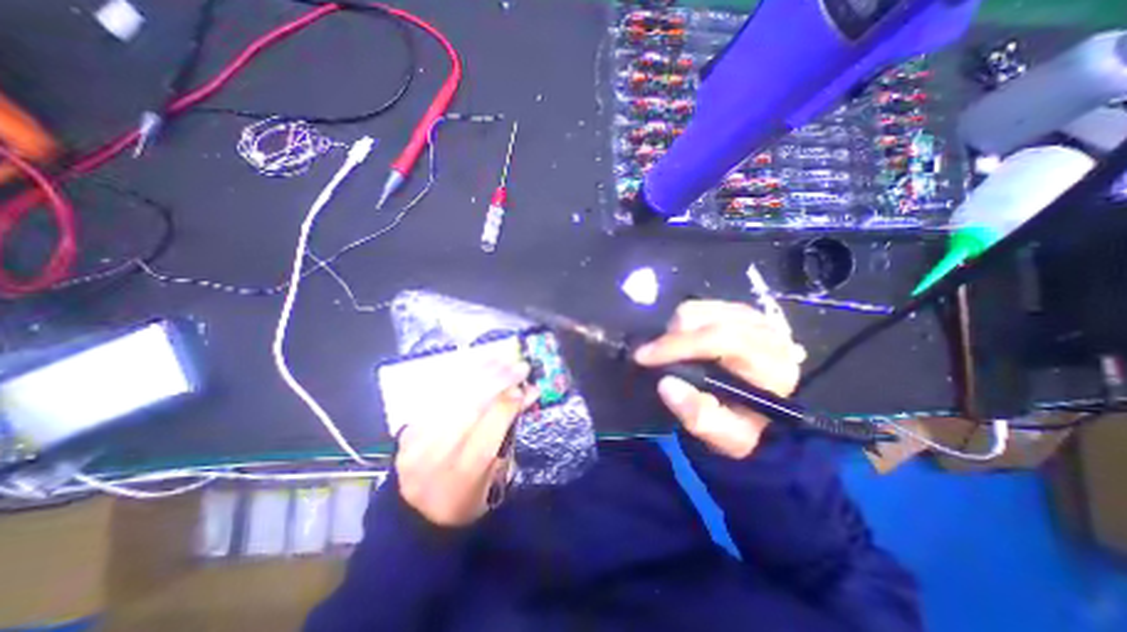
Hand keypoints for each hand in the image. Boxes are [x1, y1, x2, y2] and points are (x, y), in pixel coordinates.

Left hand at [396, 360, 536, 528]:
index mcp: (462, 477)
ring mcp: (416, 443)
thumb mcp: (495, 478)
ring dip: (479, 373)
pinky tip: (475, 366)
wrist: (415, 517)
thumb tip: (526, 395)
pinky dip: (459, 379)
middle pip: (469, 409)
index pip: (488, 432)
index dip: (508, 405)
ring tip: (500, 359)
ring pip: (452, 398)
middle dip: (497, 381)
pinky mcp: (407, 432)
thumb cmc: (466, 502)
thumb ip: (509, 435)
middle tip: (518, 365)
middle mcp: (436, 458)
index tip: (526, 387)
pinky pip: (436, 397)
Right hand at [633, 301, 810, 459]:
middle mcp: (765, 332)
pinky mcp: (741, 311)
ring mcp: (753, 317)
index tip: (643, 357)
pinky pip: (701, 306)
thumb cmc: (749, 427)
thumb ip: (699, 416)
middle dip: (671, 336)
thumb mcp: (727, 436)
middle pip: (705, 318)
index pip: (720, 339)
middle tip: (654, 357)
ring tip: (671, 350)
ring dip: (675, 328)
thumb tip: (665, 383)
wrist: (774, 415)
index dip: (676, 345)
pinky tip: (684, 340)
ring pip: (699, 308)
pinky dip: (684, 321)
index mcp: (769, 364)